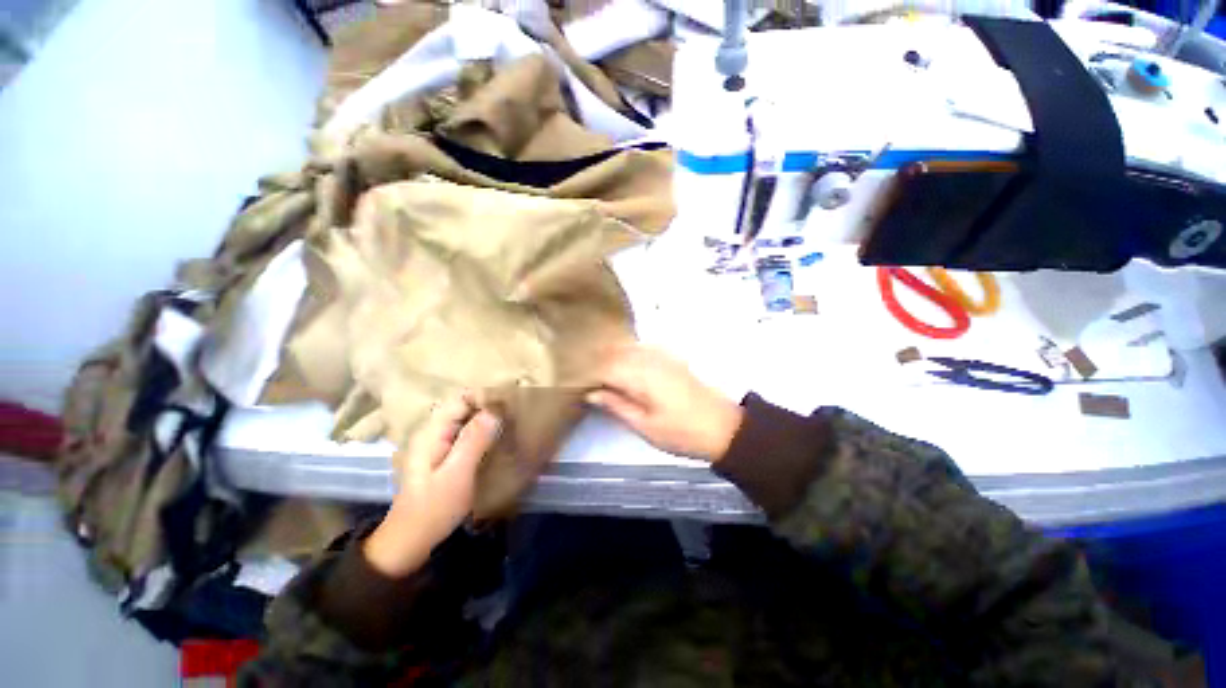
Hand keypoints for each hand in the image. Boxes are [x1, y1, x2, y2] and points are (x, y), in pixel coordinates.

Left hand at [363, 393, 501, 576]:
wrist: (410, 540)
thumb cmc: (433, 508)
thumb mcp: (457, 474)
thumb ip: (474, 440)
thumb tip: (494, 410)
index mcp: (433, 432)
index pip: (462, 399)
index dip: (486, 398)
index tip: (511, 403)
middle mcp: (434, 432)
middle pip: (465, 407)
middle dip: (490, 407)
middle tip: (516, 414)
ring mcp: (438, 443)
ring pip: (468, 421)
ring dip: (489, 420)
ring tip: (513, 423)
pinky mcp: (445, 455)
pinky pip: (467, 434)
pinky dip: (483, 433)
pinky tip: (498, 438)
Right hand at [586, 346, 743, 462]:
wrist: (724, 427)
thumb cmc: (682, 432)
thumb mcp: (645, 426)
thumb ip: (617, 405)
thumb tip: (592, 392)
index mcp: (641, 375)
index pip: (604, 366)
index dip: (586, 372)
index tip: (572, 380)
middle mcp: (650, 359)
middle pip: (614, 352)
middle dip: (595, 360)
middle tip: (578, 374)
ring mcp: (662, 356)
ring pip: (627, 347)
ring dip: (610, 355)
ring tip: (595, 369)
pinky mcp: (670, 358)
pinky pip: (641, 348)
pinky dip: (626, 353)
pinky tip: (621, 363)